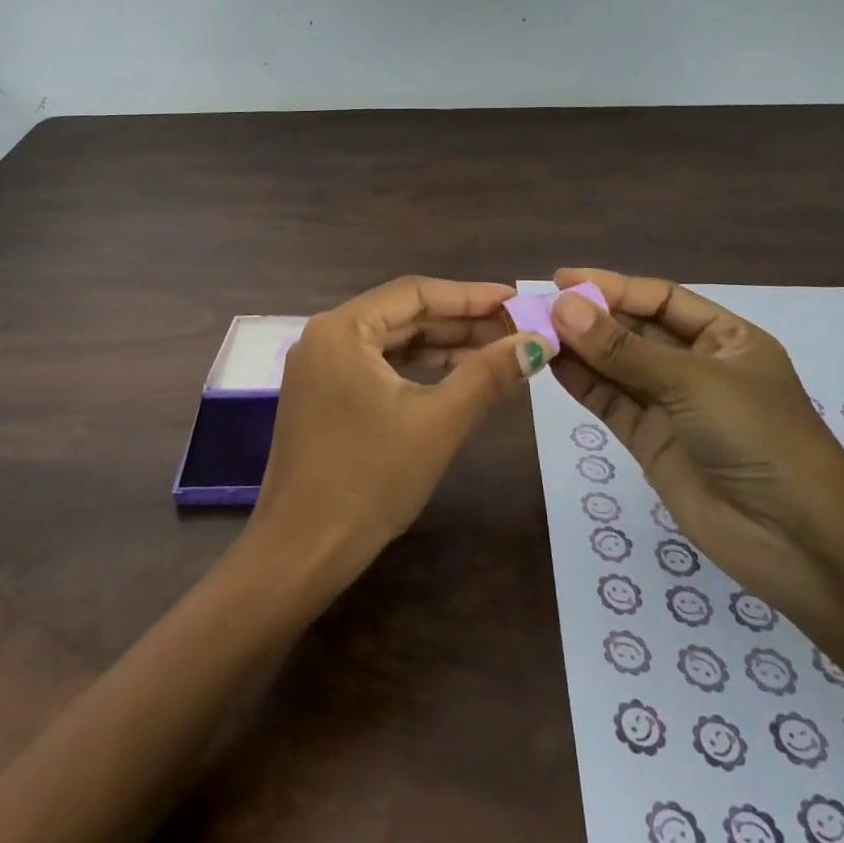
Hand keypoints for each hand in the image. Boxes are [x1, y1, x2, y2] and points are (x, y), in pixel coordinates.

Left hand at [247, 276, 547, 592]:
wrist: (304, 550)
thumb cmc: (370, 479)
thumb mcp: (438, 422)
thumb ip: (488, 375)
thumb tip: (539, 342)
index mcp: (341, 328)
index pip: (414, 293)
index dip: (470, 295)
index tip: (518, 301)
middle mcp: (325, 336)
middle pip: (403, 315)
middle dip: (461, 322)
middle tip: (517, 328)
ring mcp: (321, 367)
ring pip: (392, 342)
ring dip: (443, 346)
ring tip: (499, 350)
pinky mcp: (324, 395)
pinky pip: (378, 367)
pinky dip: (418, 369)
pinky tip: (458, 376)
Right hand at [548, 267, 843, 612]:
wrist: (795, 541)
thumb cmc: (758, 438)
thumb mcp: (692, 382)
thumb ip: (623, 349)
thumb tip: (563, 306)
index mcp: (726, 339)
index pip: (662, 300)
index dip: (614, 286)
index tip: (563, 279)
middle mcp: (697, 366)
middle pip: (635, 331)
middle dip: (591, 317)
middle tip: (539, 305)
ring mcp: (671, 405)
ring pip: (617, 366)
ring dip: (579, 348)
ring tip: (534, 329)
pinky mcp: (650, 440)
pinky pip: (610, 402)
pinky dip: (581, 383)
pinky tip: (551, 363)